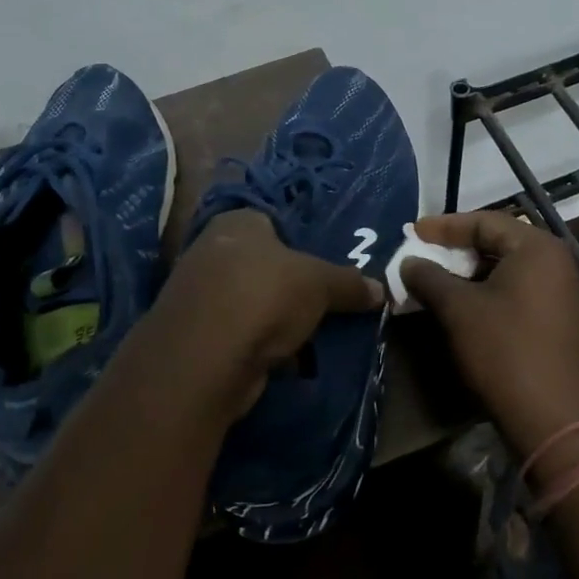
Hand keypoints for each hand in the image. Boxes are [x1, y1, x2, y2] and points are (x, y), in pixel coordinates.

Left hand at [146, 209, 385, 415]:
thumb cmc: (265, 295)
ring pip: (251, 301)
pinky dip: (259, 344)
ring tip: (311, 333)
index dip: (301, 241)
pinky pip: (239, 333)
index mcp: (236, 222)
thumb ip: (349, 283)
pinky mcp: (196, 335)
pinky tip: (285, 357)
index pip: (273, 221)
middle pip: (262, 264)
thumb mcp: (320, 283)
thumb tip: (382, 290)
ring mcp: (198, 295)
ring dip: (275, 318)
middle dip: (290, 285)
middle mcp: (210, 250)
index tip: (326, 265)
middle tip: (325, 301)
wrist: (206, 357)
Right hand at [403, 211, 578, 452]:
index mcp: (537, 248)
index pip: (485, 221)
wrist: (554, 418)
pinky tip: (463, 306)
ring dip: (470, 272)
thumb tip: (409, 261)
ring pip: (507, 269)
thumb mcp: (458, 310)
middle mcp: (556, 262)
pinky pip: (518, 291)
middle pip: (498, 242)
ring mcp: (562, 292)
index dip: (445, 226)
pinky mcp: (559, 319)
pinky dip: (488, 291)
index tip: (413, 232)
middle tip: (424, 254)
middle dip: (457, 248)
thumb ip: (429, 277)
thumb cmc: (504, 350)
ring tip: (436, 281)